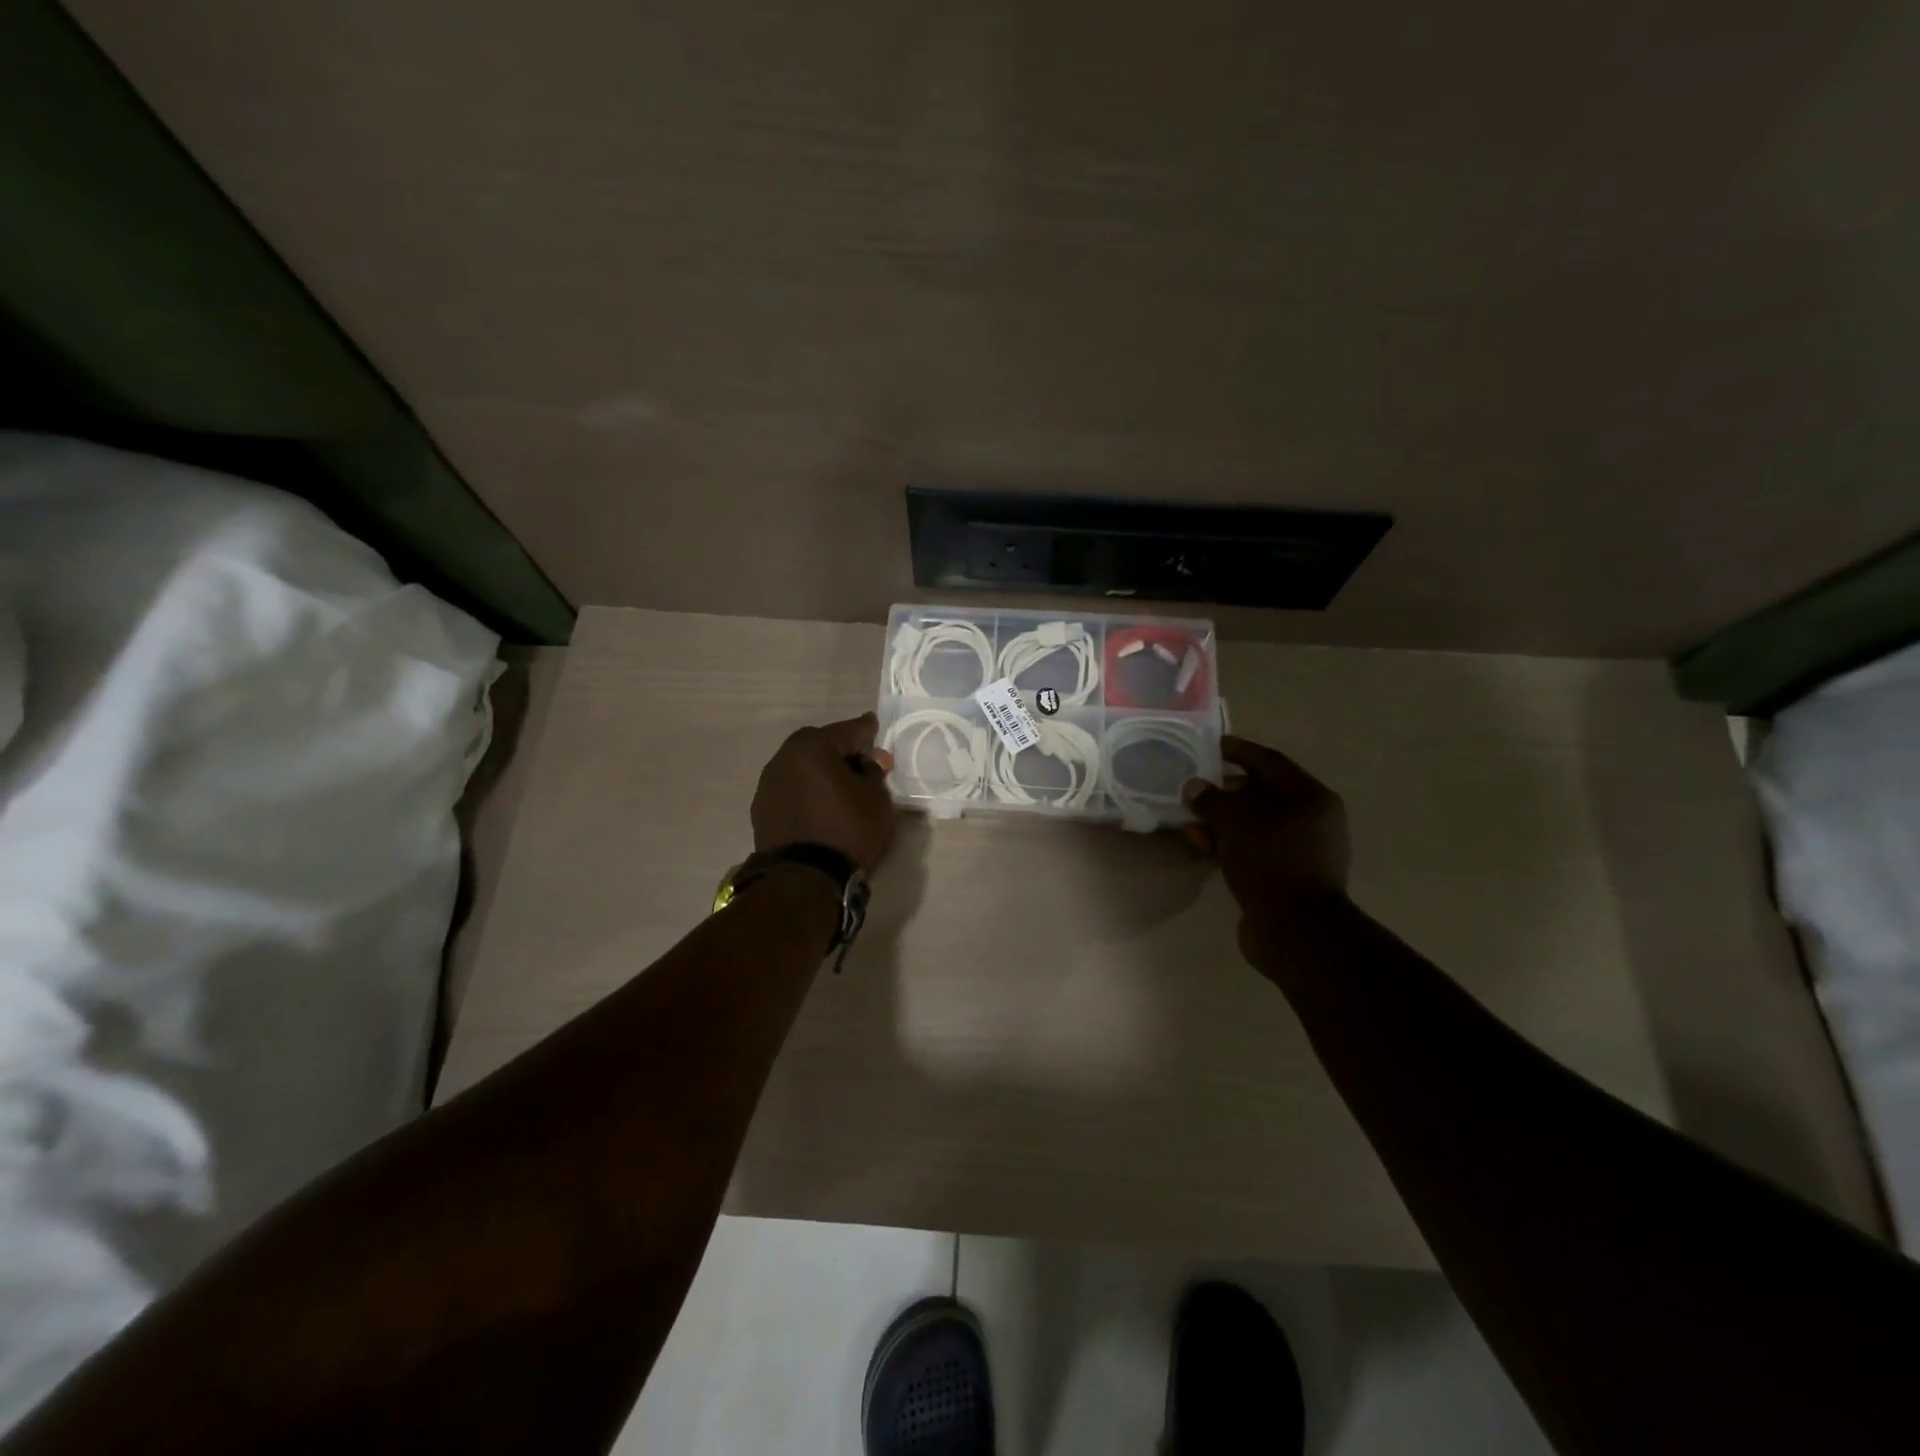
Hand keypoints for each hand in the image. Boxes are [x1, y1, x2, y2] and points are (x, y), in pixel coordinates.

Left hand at [752, 713, 897, 872]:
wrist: (804, 880)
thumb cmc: (847, 832)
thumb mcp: (877, 800)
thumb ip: (874, 773)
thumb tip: (868, 762)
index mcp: (812, 747)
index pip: (847, 731)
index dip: (865, 730)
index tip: (873, 725)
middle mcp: (784, 758)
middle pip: (818, 746)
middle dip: (840, 751)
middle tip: (860, 763)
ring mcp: (767, 785)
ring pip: (801, 768)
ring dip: (819, 772)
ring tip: (839, 789)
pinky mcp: (761, 811)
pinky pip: (791, 790)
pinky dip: (806, 792)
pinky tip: (819, 807)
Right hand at [1183, 736, 1350, 952]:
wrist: (1295, 930)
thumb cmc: (1271, 861)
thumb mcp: (1236, 823)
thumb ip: (1212, 800)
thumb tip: (1195, 788)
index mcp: (1311, 798)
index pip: (1270, 763)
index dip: (1240, 751)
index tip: (1214, 745)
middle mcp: (1312, 820)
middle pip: (1262, 795)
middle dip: (1225, 791)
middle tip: (1194, 787)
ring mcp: (1301, 851)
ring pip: (1255, 825)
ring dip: (1222, 821)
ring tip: (1190, 820)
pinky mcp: (1286, 876)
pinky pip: (1253, 849)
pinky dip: (1229, 844)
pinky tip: (1201, 844)